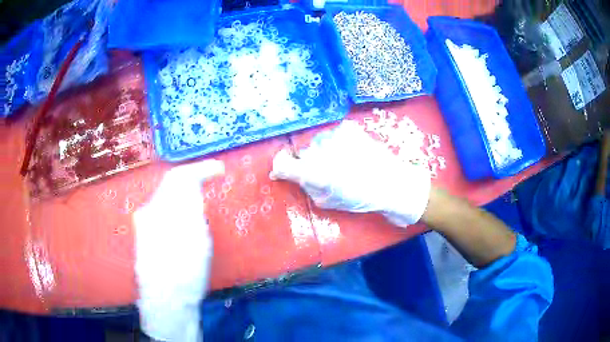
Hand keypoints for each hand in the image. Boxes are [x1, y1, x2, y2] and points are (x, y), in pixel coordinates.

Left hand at [134, 159, 224, 341]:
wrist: (165, 304)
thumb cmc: (186, 275)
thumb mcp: (198, 240)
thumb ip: (194, 208)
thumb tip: (194, 187)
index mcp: (161, 209)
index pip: (180, 176)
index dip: (201, 169)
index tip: (219, 170)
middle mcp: (148, 211)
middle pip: (171, 185)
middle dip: (192, 181)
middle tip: (210, 184)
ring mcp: (144, 224)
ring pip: (166, 198)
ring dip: (185, 195)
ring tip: (201, 204)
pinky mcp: (145, 237)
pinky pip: (162, 212)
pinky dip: (177, 209)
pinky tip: (185, 222)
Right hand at [270, 121, 430, 226]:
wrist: (391, 182)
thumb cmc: (360, 197)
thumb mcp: (327, 201)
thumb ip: (305, 186)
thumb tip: (285, 175)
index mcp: (317, 172)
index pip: (284, 163)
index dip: (281, 167)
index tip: (283, 170)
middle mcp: (322, 150)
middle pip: (303, 153)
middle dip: (309, 162)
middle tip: (326, 172)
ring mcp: (335, 135)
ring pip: (317, 142)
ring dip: (323, 151)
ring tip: (342, 162)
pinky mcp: (347, 127)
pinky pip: (331, 134)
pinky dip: (336, 143)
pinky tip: (349, 152)